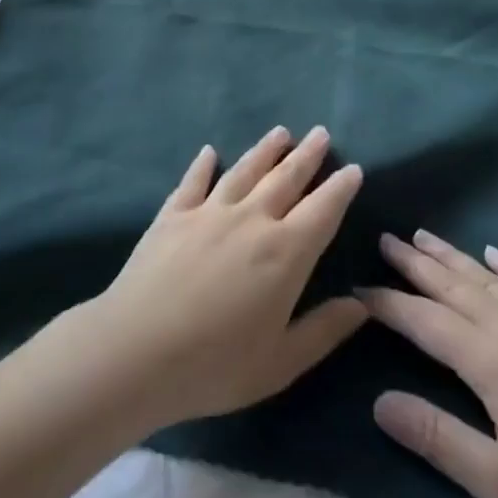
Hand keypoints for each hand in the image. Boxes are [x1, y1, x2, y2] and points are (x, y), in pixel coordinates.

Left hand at [74, 125, 366, 431]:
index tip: (353, 168)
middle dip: (307, 156)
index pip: (322, 210)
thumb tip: (361, 304)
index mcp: (285, 253)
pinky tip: (209, 152)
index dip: (340, 188)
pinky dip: (203, 165)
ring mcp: (209, 212)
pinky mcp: (173, 215)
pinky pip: (194, 182)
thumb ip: (324, 331)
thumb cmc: (215, 365)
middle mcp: (251, 220)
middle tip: (321, 132)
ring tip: (280, 132)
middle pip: (285, 179)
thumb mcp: (281, 363)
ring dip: (265, 150)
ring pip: (244, 171)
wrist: (136, 350)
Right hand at [365, 230, 497, 497]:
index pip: (426, 322)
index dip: (389, 304)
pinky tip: (496, 253)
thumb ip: (437, 437)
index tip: (359, 288)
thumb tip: (379, 401)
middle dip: (416, 264)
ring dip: (453, 256)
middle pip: (455, 286)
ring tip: (423, 236)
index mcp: (493, 362)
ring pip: (491, 278)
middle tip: (386, 239)